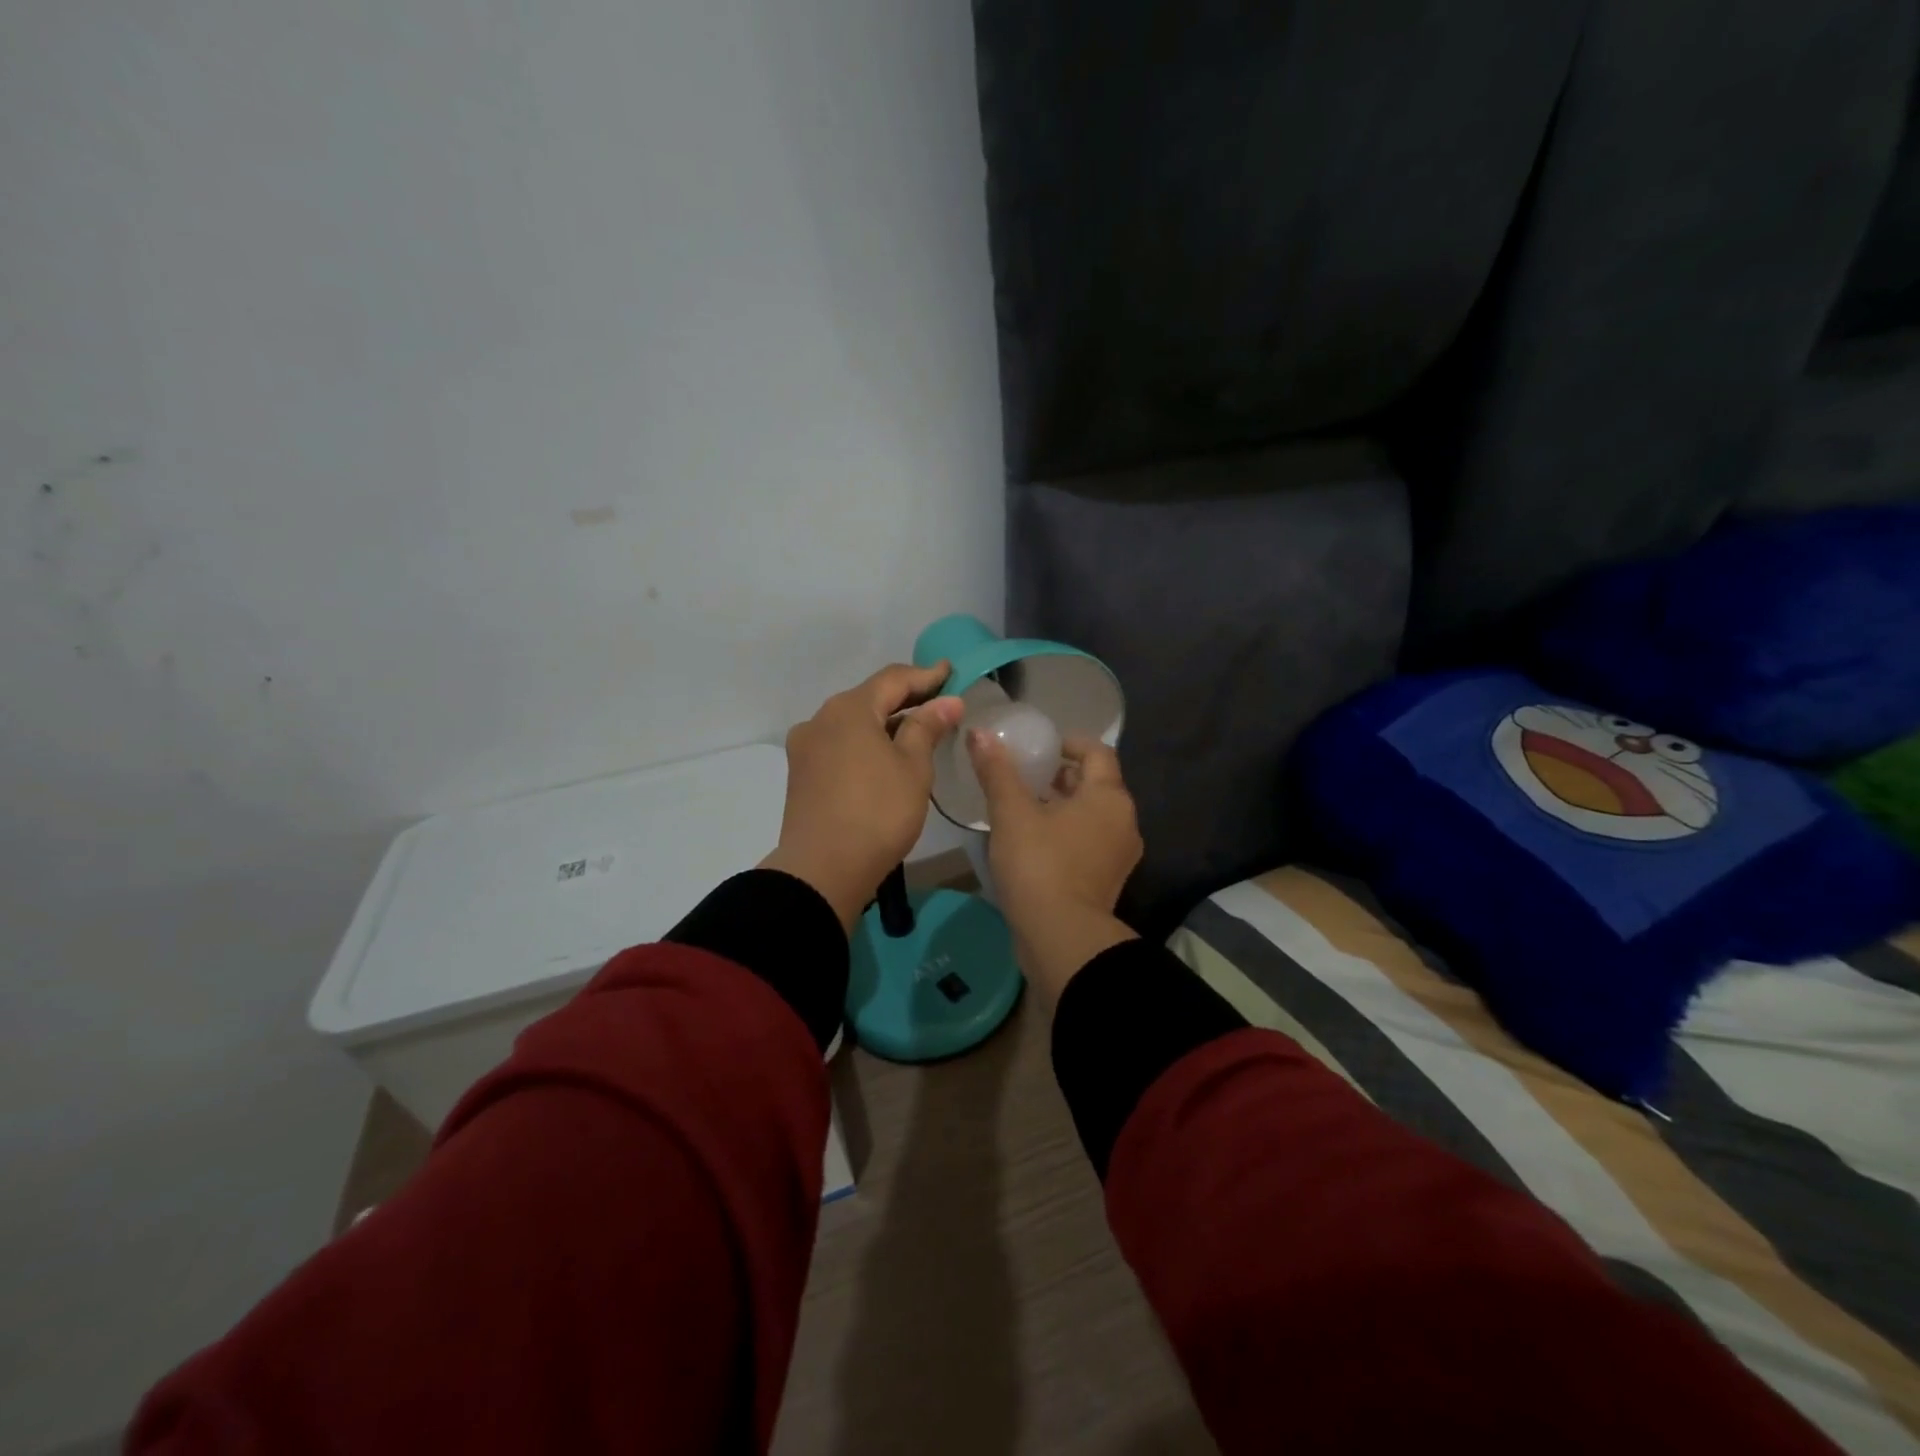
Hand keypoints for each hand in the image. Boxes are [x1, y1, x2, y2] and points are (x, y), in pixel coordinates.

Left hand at [761, 663, 963, 932]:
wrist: (823, 870)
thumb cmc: (878, 812)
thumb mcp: (913, 767)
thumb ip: (927, 727)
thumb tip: (947, 700)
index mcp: (849, 709)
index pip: (893, 679)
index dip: (926, 675)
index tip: (951, 671)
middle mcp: (821, 719)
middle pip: (869, 698)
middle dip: (905, 698)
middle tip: (939, 701)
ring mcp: (806, 747)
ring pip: (853, 723)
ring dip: (884, 722)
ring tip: (916, 731)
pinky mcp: (802, 773)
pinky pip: (840, 745)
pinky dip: (866, 743)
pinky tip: (884, 757)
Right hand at [968, 731, 1142, 1001]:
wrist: (1061, 938)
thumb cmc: (1039, 864)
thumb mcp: (1012, 813)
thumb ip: (997, 771)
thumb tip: (980, 733)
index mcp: (1109, 797)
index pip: (1097, 752)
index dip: (1068, 743)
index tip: (1039, 746)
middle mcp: (1124, 822)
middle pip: (1095, 784)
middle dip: (1060, 776)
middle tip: (1024, 775)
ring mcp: (1119, 856)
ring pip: (1091, 816)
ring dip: (1061, 806)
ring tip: (1022, 807)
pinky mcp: (1106, 882)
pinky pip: (1088, 843)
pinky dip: (1065, 834)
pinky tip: (1032, 842)